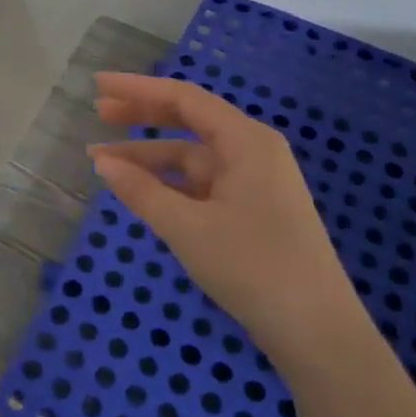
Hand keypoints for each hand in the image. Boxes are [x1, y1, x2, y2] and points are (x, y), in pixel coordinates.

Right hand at [88, 72, 359, 356]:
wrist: (317, 333)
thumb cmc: (253, 267)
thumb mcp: (187, 228)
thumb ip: (141, 191)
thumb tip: (102, 162)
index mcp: (246, 141)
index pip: (184, 99)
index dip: (138, 89)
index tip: (99, 83)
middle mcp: (253, 151)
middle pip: (189, 120)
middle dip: (142, 114)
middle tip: (98, 112)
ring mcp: (254, 181)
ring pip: (191, 155)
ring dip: (149, 156)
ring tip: (103, 161)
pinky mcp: (252, 209)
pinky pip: (201, 182)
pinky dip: (168, 182)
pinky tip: (140, 190)